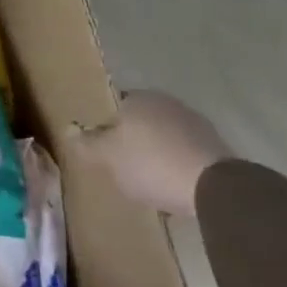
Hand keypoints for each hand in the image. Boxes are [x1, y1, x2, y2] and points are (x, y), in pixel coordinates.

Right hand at [71, 91, 227, 217]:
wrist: (215, 188)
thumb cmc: (150, 164)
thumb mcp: (107, 157)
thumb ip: (86, 143)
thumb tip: (68, 128)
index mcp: (139, 98)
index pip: (114, 105)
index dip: (105, 126)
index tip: (102, 147)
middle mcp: (167, 103)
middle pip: (141, 120)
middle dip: (132, 139)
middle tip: (122, 163)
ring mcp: (196, 123)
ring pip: (165, 136)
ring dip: (157, 151)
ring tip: (149, 178)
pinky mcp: (217, 147)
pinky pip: (186, 152)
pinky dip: (177, 164)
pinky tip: (173, 184)